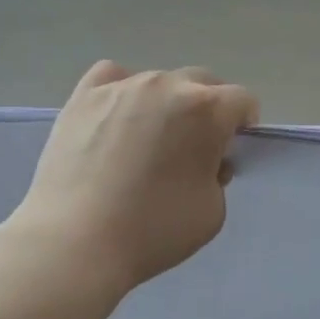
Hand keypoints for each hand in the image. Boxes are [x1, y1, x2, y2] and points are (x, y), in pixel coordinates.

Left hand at [6, 61, 258, 292]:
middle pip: (202, 83)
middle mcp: (167, 85)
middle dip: (207, 109)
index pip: (242, 100)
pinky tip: (116, 117)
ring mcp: (122, 86)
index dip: (243, 124)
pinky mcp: (83, 96)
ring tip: (147, 140)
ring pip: (158, 81)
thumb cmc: (154, 230)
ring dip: (165, 103)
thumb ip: (218, 175)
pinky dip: (122, 91)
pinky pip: (113, 77)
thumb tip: (204, 160)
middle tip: (193, 146)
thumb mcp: (213, 211)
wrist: (76, 241)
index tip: (231, 148)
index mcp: (207, 110)